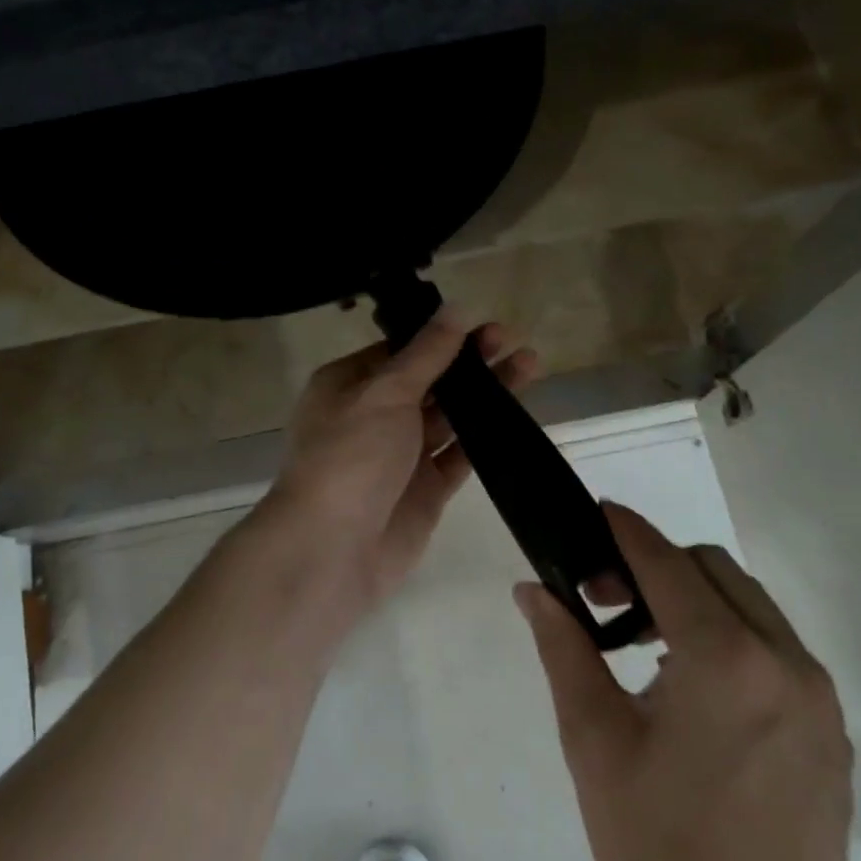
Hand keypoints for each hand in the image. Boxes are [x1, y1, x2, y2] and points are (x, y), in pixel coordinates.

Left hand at [236, 310, 536, 636]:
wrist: (331, 551)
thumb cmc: (350, 457)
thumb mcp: (385, 393)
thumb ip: (426, 354)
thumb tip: (456, 309)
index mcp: (347, 385)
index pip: (399, 350)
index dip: (439, 335)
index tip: (480, 321)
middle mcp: (371, 416)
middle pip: (428, 380)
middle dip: (467, 360)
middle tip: (510, 339)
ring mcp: (400, 455)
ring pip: (448, 416)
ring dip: (484, 392)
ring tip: (529, 364)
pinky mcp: (425, 490)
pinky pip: (459, 455)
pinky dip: (485, 436)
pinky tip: (516, 414)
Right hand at [516, 504, 860, 860]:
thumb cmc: (663, 850)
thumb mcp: (595, 743)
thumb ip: (564, 651)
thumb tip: (533, 590)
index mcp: (725, 659)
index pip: (666, 561)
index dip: (624, 529)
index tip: (593, 512)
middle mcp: (783, 660)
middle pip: (713, 569)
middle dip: (655, 564)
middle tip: (605, 600)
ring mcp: (816, 694)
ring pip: (749, 602)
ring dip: (694, 598)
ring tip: (645, 643)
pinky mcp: (830, 726)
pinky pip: (774, 645)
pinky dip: (729, 634)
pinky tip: (693, 686)